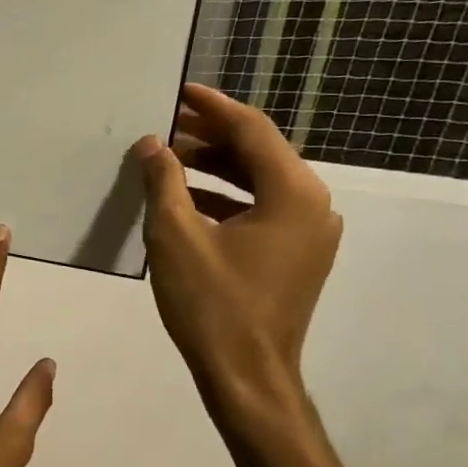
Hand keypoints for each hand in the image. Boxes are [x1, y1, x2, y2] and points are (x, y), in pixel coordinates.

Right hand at [132, 83, 341, 423]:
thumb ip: (164, 182)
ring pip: (260, 183)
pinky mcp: (297, 256)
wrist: (247, 374)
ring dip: (214, 169)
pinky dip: (225, 199)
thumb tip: (154, 144)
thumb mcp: (175, 236)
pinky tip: (185, 202)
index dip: (213, 107)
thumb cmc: (211, 302)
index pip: (252, 131)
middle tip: (164, 127)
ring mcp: (310, 234)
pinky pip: (261, 210)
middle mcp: (313, 205)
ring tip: (167, 162)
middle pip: (259, 154)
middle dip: (210, 138)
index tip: (180, 91)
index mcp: (293, 194)